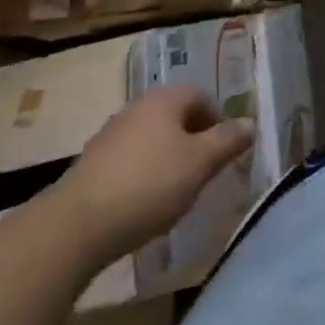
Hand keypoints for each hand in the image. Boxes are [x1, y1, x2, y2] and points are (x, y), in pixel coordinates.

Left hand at [53, 85, 254, 262]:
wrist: (75, 227)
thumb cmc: (148, 185)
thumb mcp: (200, 164)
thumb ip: (228, 141)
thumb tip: (250, 123)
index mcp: (166, 98)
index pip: (202, 97)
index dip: (217, 122)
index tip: (222, 153)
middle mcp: (138, 107)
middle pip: (175, 116)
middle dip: (191, 141)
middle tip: (202, 172)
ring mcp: (110, 134)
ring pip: (151, 139)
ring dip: (165, 159)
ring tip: (172, 192)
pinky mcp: (90, 165)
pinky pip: (128, 162)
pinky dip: (140, 176)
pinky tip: (140, 205)